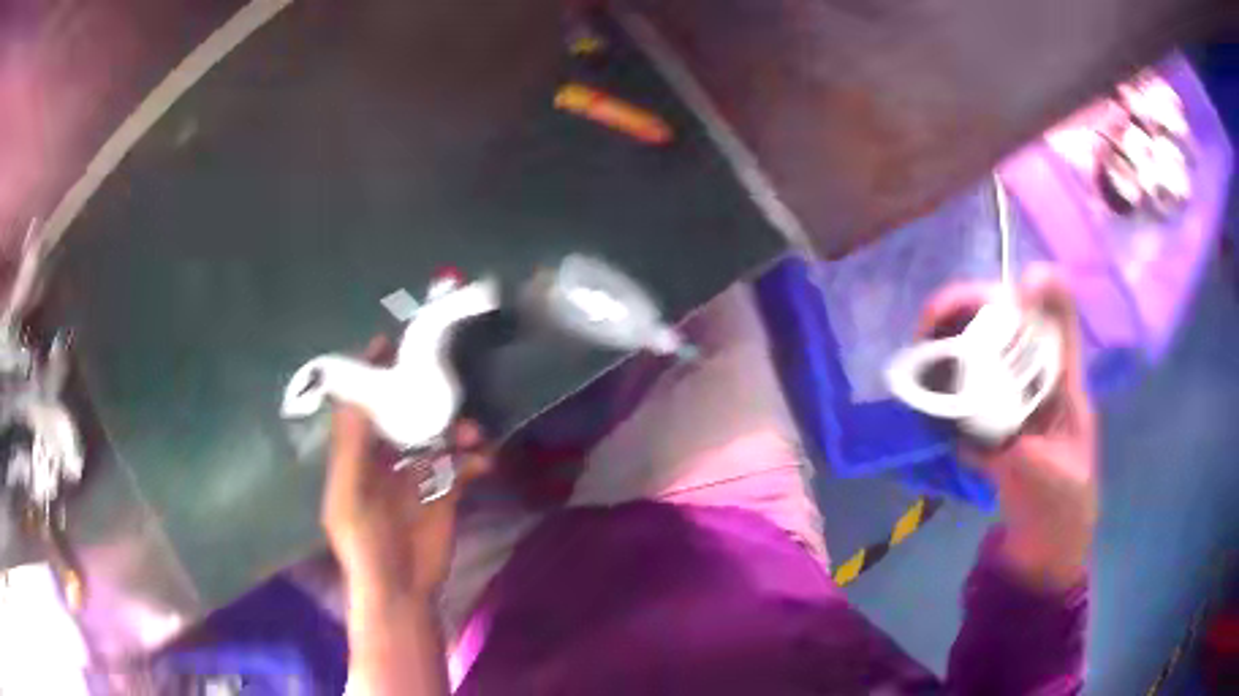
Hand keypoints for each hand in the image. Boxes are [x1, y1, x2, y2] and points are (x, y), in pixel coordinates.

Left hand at [321, 338, 491, 599]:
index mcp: (356, 458)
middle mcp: (384, 462)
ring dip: (455, 431)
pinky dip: (474, 460)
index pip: (361, 407)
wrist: (401, 589)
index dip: (370, 376)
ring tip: (473, 431)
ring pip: (437, 440)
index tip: (386, 343)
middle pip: (403, 417)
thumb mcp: (348, 494)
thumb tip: (357, 394)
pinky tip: (485, 461)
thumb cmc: (365, 542)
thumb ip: (350, 446)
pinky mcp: (444, 496)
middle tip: (443, 381)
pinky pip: (461, 468)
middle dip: (422, 399)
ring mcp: (416, 479)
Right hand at [919, 265, 1097, 589]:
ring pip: (983, 346)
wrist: (1044, 545)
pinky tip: (919, 384)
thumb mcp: (1046, 485)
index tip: (1018, 289)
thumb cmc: (1059, 511)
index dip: (1044, 291)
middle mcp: (1037, 379)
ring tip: (919, 345)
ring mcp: (1012, 398)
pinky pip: (964, 386)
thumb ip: (1016, 457)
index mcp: (1064, 384)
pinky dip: (940, 376)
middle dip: (973, 306)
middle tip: (931, 319)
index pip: (1059, 320)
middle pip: (1010, 320)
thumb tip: (970, 434)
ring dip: (950, 336)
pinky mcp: (990, 421)